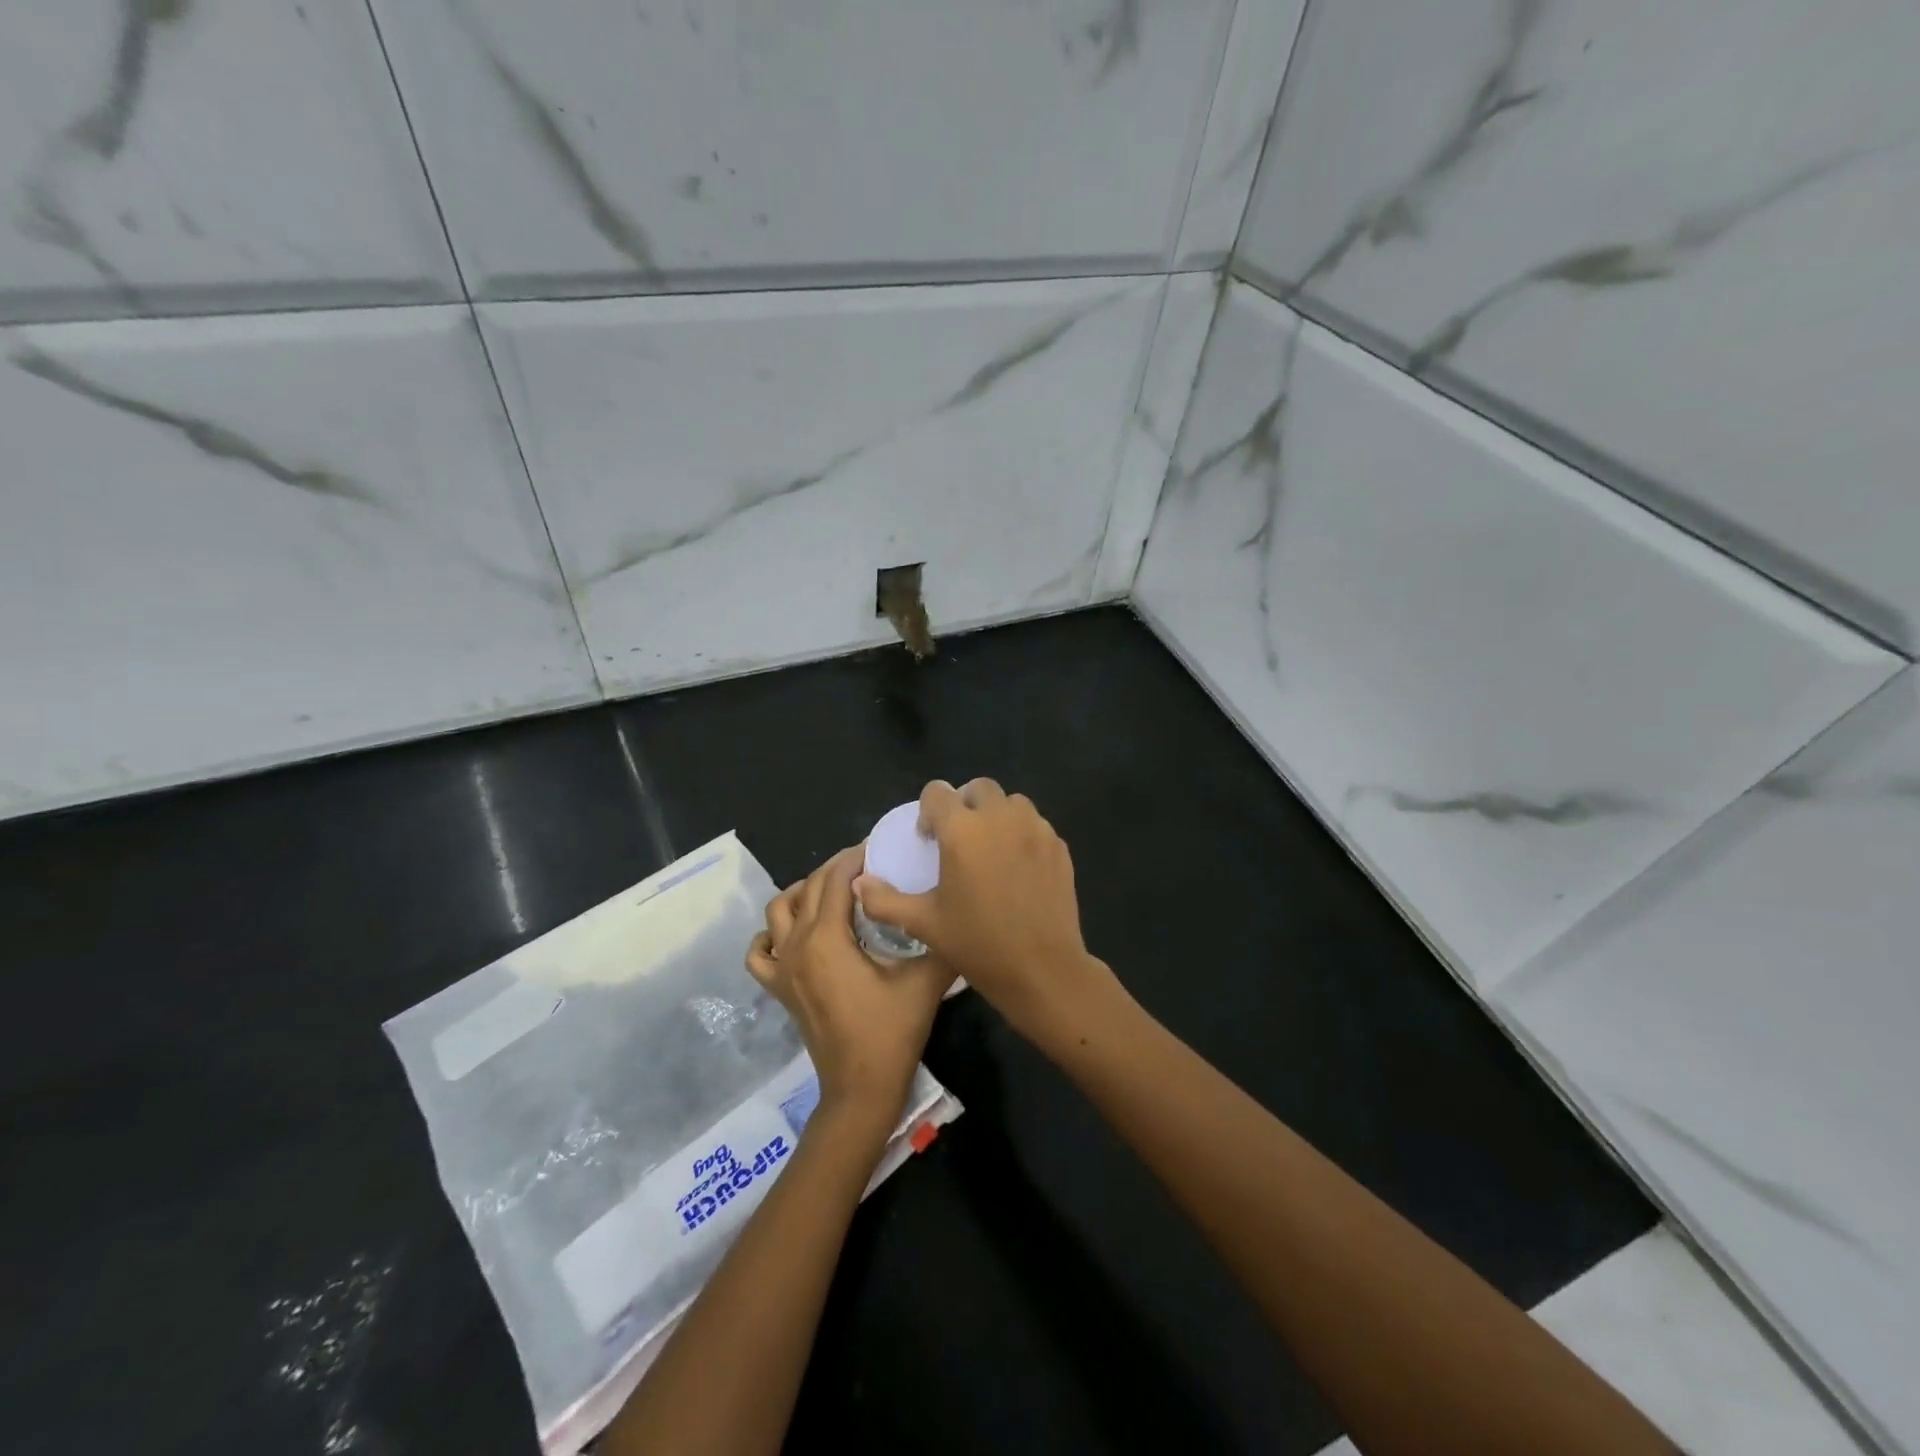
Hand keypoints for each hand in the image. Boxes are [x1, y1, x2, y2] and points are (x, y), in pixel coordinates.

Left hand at [748, 846, 953, 1143]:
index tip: (881, 848)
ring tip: (833, 894)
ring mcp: (783, 968)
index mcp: (828, 938)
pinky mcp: (779, 989)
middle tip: (867, 867)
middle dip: (836, 869)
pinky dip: (771, 935)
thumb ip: (939, 941)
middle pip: (809, 887)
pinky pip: (759, 952)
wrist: (861, 1089)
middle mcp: (798, 945)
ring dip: (803, 893)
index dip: (857, 857)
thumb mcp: (925, 981)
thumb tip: (956, 913)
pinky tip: (793, 936)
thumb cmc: (891, 1032)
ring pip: (778, 911)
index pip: (836, 878)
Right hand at [852, 779, 1118, 1042]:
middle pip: (978, 788)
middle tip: (960, 841)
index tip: (929, 838)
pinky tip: (1018, 868)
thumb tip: (860, 883)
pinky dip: (1022, 834)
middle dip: (965, 805)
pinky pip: (1035, 825)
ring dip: (997, 815)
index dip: (929, 810)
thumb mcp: (924, 924)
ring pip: (1012, 803)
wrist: (1042, 968)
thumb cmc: (978, 944)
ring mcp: (1035, 828)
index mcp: (962, 830)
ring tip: (991, 850)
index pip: (938, 792)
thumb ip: (885, 900)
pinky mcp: (1058, 845)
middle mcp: (1000, 817)